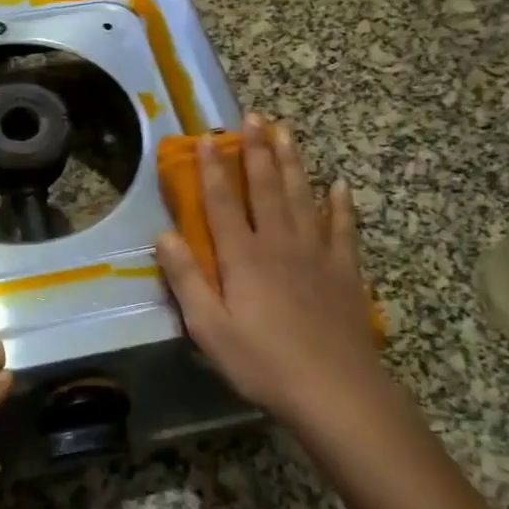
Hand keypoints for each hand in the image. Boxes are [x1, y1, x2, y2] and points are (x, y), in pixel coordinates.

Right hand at [155, 114, 381, 426]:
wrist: (336, 392)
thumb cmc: (264, 363)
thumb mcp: (210, 329)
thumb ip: (187, 280)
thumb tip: (163, 236)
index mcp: (244, 257)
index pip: (222, 202)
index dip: (213, 168)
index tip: (209, 137)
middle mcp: (279, 243)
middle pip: (265, 187)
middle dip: (256, 150)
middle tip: (253, 116)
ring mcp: (316, 254)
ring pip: (302, 196)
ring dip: (292, 162)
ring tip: (286, 132)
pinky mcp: (345, 271)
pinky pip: (343, 229)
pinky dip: (341, 205)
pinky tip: (339, 186)